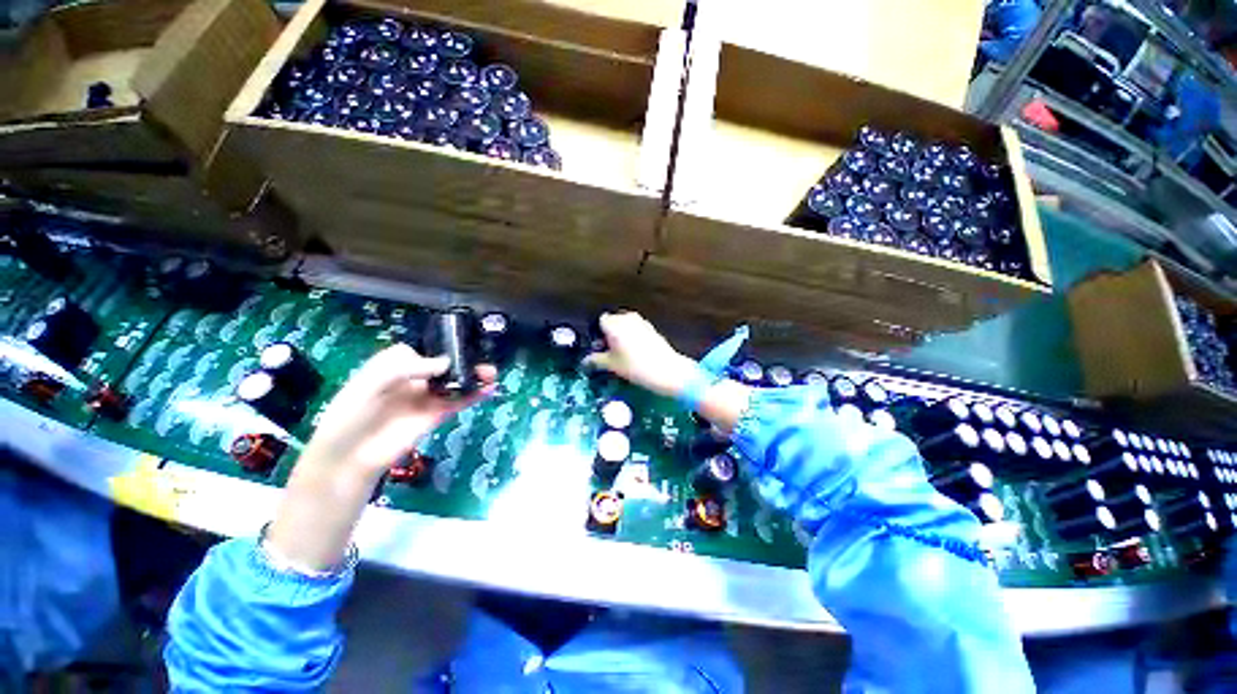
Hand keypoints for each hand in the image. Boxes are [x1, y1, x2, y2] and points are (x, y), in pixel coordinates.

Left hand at [267, 344, 494, 571]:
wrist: (350, 458)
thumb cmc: (352, 414)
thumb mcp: (371, 383)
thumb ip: (407, 368)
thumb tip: (446, 364)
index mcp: (391, 366)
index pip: (419, 350)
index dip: (436, 347)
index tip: (452, 347)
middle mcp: (412, 380)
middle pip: (442, 365)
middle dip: (463, 361)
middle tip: (481, 360)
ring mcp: (425, 398)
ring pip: (454, 382)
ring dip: (473, 376)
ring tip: (491, 373)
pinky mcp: (435, 415)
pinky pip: (457, 401)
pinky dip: (474, 395)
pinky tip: (489, 389)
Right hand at [583, 312, 697, 397]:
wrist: (666, 370)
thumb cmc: (634, 366)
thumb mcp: (611, 365)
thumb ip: (595, 360)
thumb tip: (585, 361)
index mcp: (614, 324)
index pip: (600, 321)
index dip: (597, 334)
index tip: (598, 348)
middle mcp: (627, 318)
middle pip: (613, 322)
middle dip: (608, 334)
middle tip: (608, 352)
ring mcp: (641, 322)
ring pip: (625, 326)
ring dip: (620, 336)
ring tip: (621, 354)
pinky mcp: (652, 329)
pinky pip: (636, 330)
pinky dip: (632, 338)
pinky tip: (635, 353)